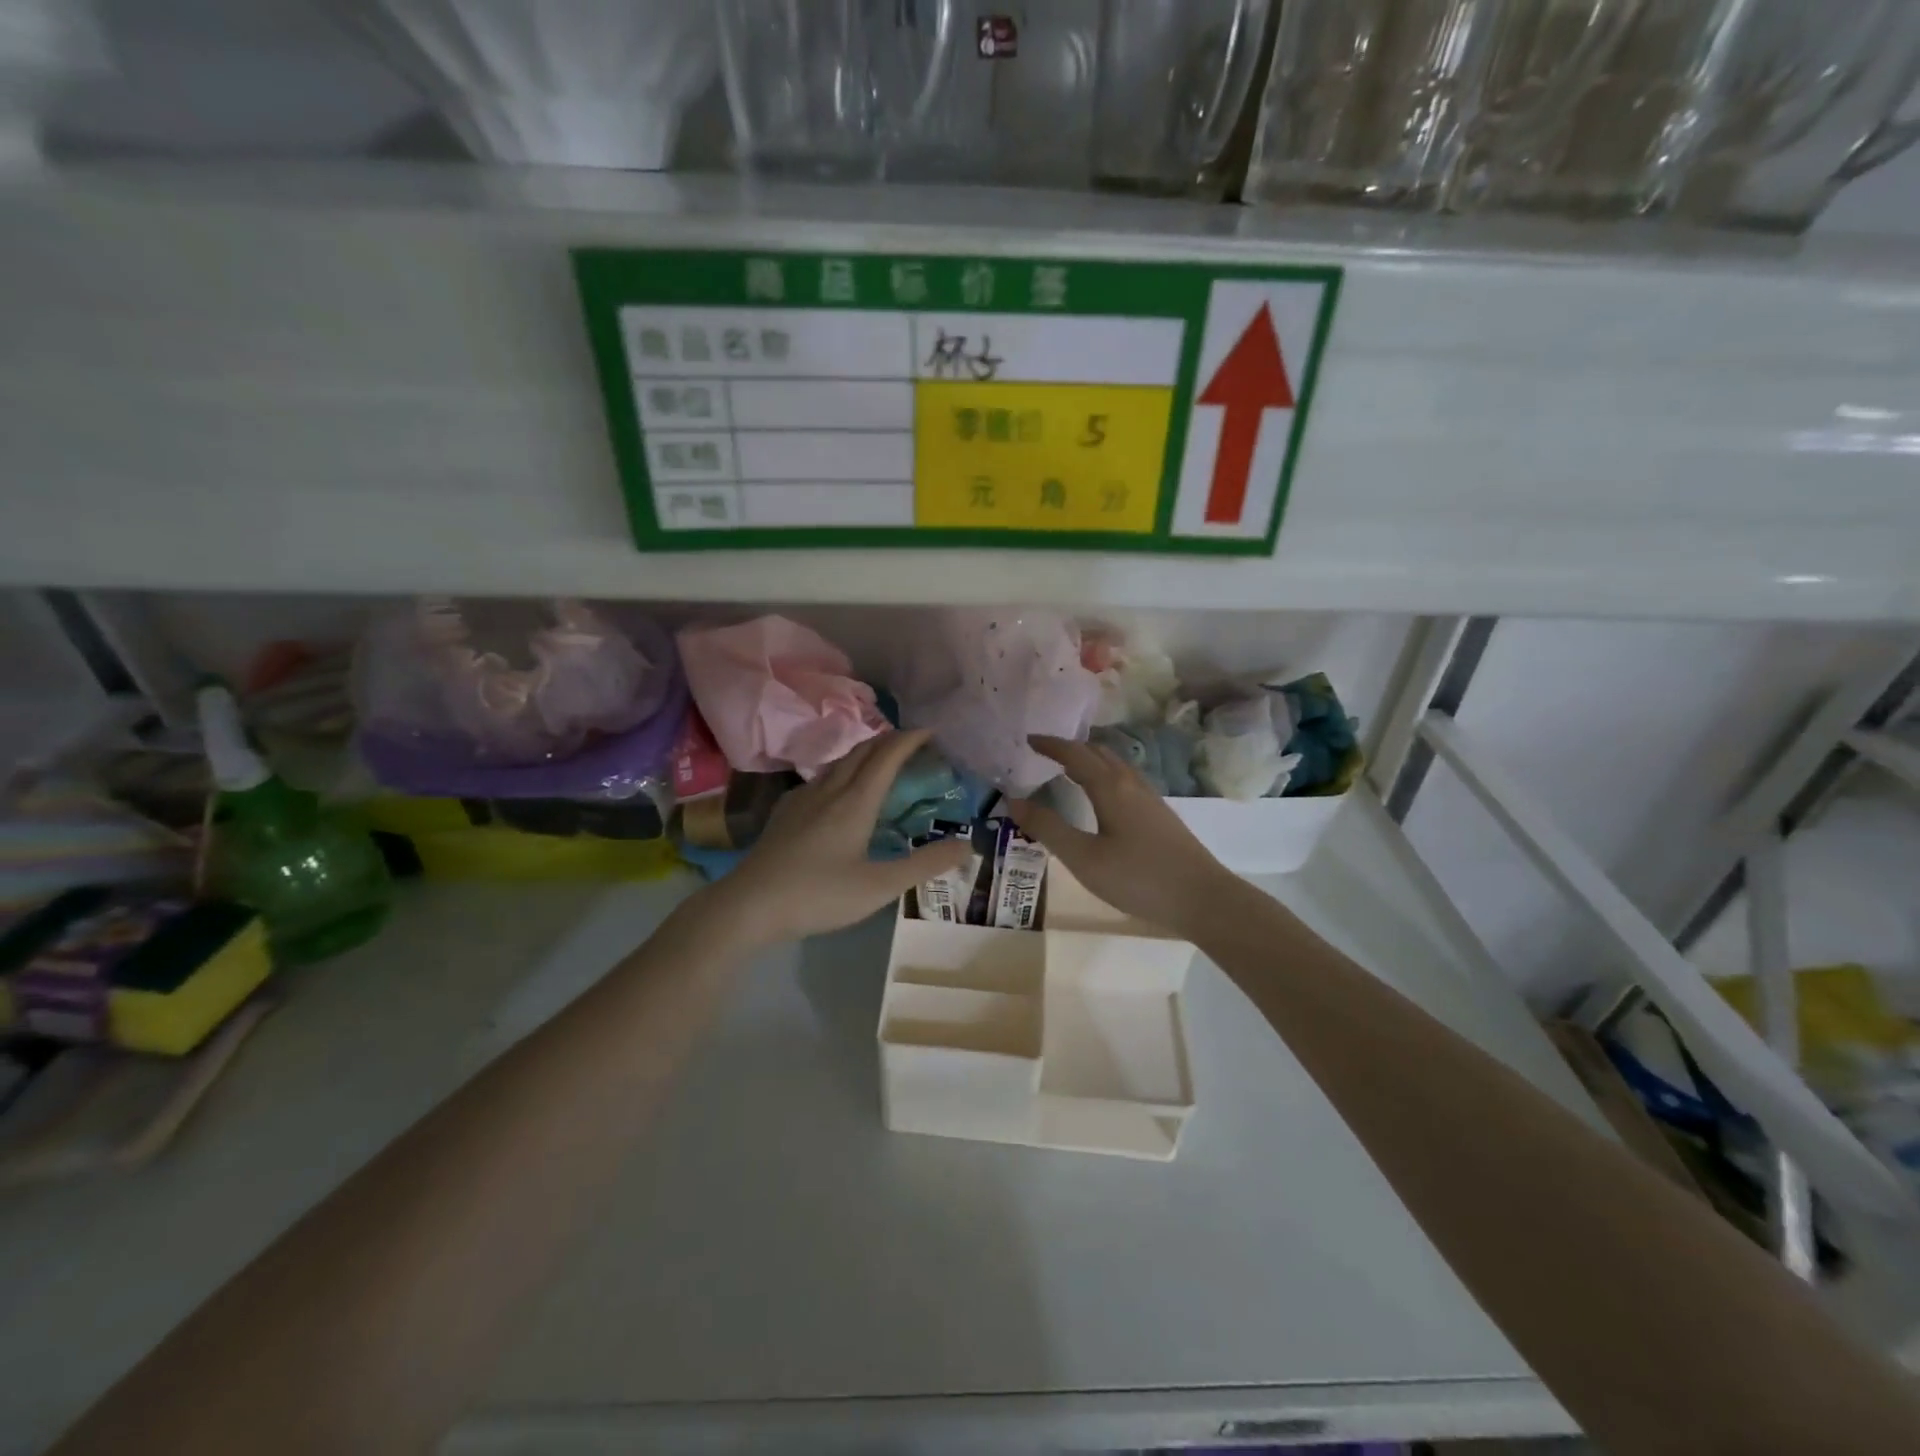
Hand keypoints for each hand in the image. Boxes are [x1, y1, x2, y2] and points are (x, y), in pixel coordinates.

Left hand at [695, 729, 970, 948]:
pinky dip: (842, 771)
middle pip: (862, 751)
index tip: (931, 730)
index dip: (910, 739)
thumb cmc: (819, 895)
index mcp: (855, 801)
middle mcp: (829, 790)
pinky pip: (821, 778)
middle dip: (890, 740)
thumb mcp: (880, 886)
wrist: (749, 905)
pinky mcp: (785, 812)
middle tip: (913, 742)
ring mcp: (803, 799)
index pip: (887, 756)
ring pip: (839, 762)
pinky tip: (838, 791)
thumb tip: (968, 843)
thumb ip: (925, 864)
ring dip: (865, 753)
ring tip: (881, 761)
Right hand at [1008, 735, 1235, 939]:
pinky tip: (1102, 797)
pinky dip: (1104, 775)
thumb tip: (1014, 801)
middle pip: (1098, 753)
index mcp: (1110, 787)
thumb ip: (1048, 829)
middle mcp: (1130, 783)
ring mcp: (1149, 798)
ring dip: (1090, 760)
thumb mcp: (1084, 858)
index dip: (1050, 745)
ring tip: (1068, 769)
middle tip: (1044, 753)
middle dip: (1070, 748)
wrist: (1203, 898)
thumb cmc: (1138, 878)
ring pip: (1115, 765)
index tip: (1028, 740)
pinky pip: (1125, 780)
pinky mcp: (1160, 814)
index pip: (1075, 754)